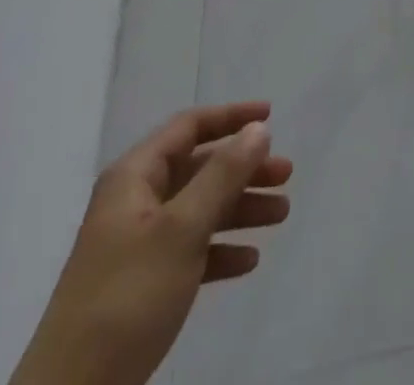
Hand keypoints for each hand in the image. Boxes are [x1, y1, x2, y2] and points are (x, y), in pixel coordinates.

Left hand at [10, 102, 293, 384]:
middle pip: (199, 169)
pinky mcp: (141, 286)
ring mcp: (136, 245)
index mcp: (134, 177)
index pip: (188, 127)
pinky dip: (220, 250)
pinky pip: (189, 252)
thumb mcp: (182, 229)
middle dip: (244, 169)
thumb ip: (223, 175)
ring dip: (240, 209)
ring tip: (281, 215)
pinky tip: (248, 261)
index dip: (230, 117)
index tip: (270, 117)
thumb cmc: (128, 297)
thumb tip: (257, 129)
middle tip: (285, 176)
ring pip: (198, 210)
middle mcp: (134, 201)